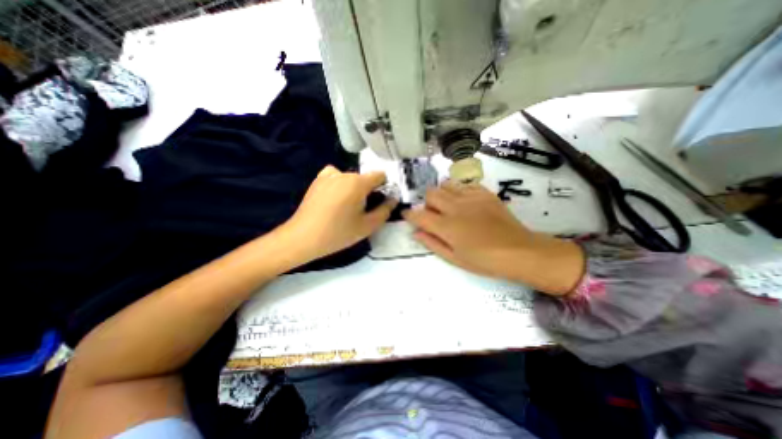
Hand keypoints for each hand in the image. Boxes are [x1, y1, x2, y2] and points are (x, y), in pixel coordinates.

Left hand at [281, 165, 397, 260]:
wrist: (303, 238)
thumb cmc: (338, 233)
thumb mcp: (368, 226)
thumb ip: (385, 210)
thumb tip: (393, 199)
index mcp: (358, 182)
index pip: (380, 175)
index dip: (384, 187)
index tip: (379, 202)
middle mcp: (344, 173)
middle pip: (365, 178)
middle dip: (368, 190)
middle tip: (362, 210)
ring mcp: (328, 175)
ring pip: (351, 178)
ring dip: (354, 188)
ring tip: (346, 206)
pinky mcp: (317, 180)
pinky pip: (336, 176)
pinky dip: (340, 184)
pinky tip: (335, 198)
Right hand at [403, 182, 579, 293]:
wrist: (518, 251)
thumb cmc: (484, 261)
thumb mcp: (454, 258)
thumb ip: (432, 243)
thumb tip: (416, 232)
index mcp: (446, 226)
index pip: (419, 214)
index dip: (409, 214)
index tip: (408, 215)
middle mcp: (455, 208)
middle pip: (430, 194)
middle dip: (427, 203)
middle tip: (434, 215)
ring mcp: (471, 197)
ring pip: (446, 185)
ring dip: (442, 194)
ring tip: (449, 206)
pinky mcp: (484, 193)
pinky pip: (464, 184)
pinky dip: (459, 191)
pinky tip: (465, 202)